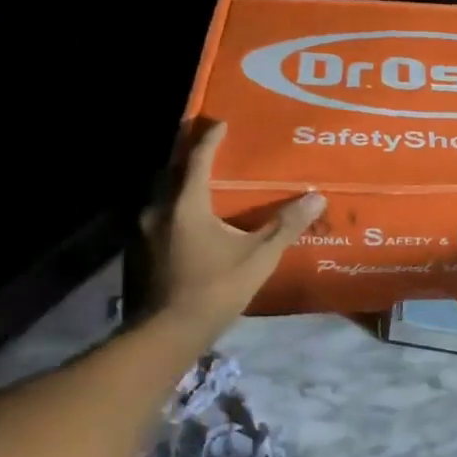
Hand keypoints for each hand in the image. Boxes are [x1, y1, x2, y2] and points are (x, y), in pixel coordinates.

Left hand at [133, 121, 324, 336]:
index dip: (210, 138)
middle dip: (189, 156)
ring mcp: (144, 231)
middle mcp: (158, 209)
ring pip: (161, 194)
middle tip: (209, 147)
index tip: (221, 123)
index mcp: (186, 204)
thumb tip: (316, 198)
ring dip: (179, 183)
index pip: (198, 158)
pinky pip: (158, 216)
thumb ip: (285, 226)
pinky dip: (174, 207)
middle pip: (172, 171)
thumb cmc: (215, 288)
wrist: (167, 333)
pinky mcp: (139, 251)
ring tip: (201, 181)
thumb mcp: (258, 256)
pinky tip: (189, 220)